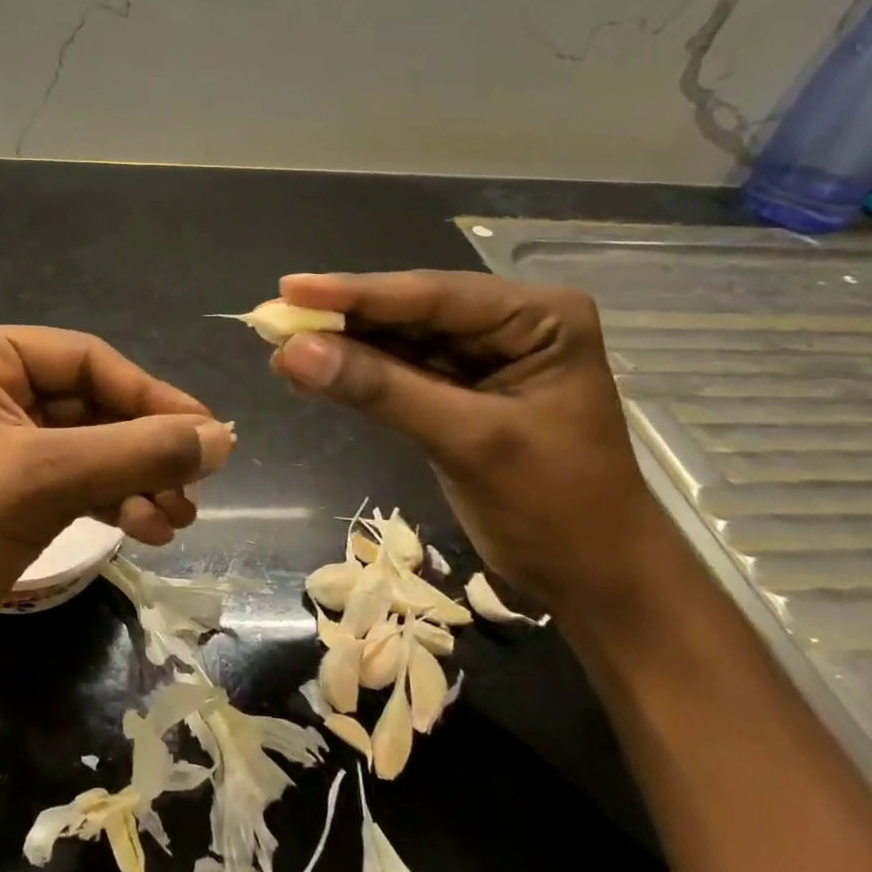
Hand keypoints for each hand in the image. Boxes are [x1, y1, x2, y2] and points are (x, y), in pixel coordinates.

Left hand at [0, 325, 233, 696]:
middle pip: (93, 404)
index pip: (86, 359)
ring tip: (178, 519)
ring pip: (91, 447)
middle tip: (198, 485)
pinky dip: (116, 500)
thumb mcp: (46, 480)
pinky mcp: (8, 493)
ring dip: (138, 479)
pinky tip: (149, 529)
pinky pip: (78, 481)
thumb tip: (223, 439)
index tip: (208, 433)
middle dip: (145, 448)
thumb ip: (139, 453)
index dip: (151, 395)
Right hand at [270, 270, 668, 613]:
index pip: (434, 296)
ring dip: (342, 347)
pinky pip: (398, 372)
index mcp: (539, 317)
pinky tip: (310, 373)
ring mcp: (483, 358)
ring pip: (398, 341)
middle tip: (273, 319)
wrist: (597, 582)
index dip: (357, 293)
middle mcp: (509, 324)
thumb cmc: (556, 508)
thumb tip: (293, 351)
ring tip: (279, 347)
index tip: (290, 289)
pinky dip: (356, 376)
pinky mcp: (459, 391)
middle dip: (343, 320)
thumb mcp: (469, 440)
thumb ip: (381, 390)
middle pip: (411, 312)